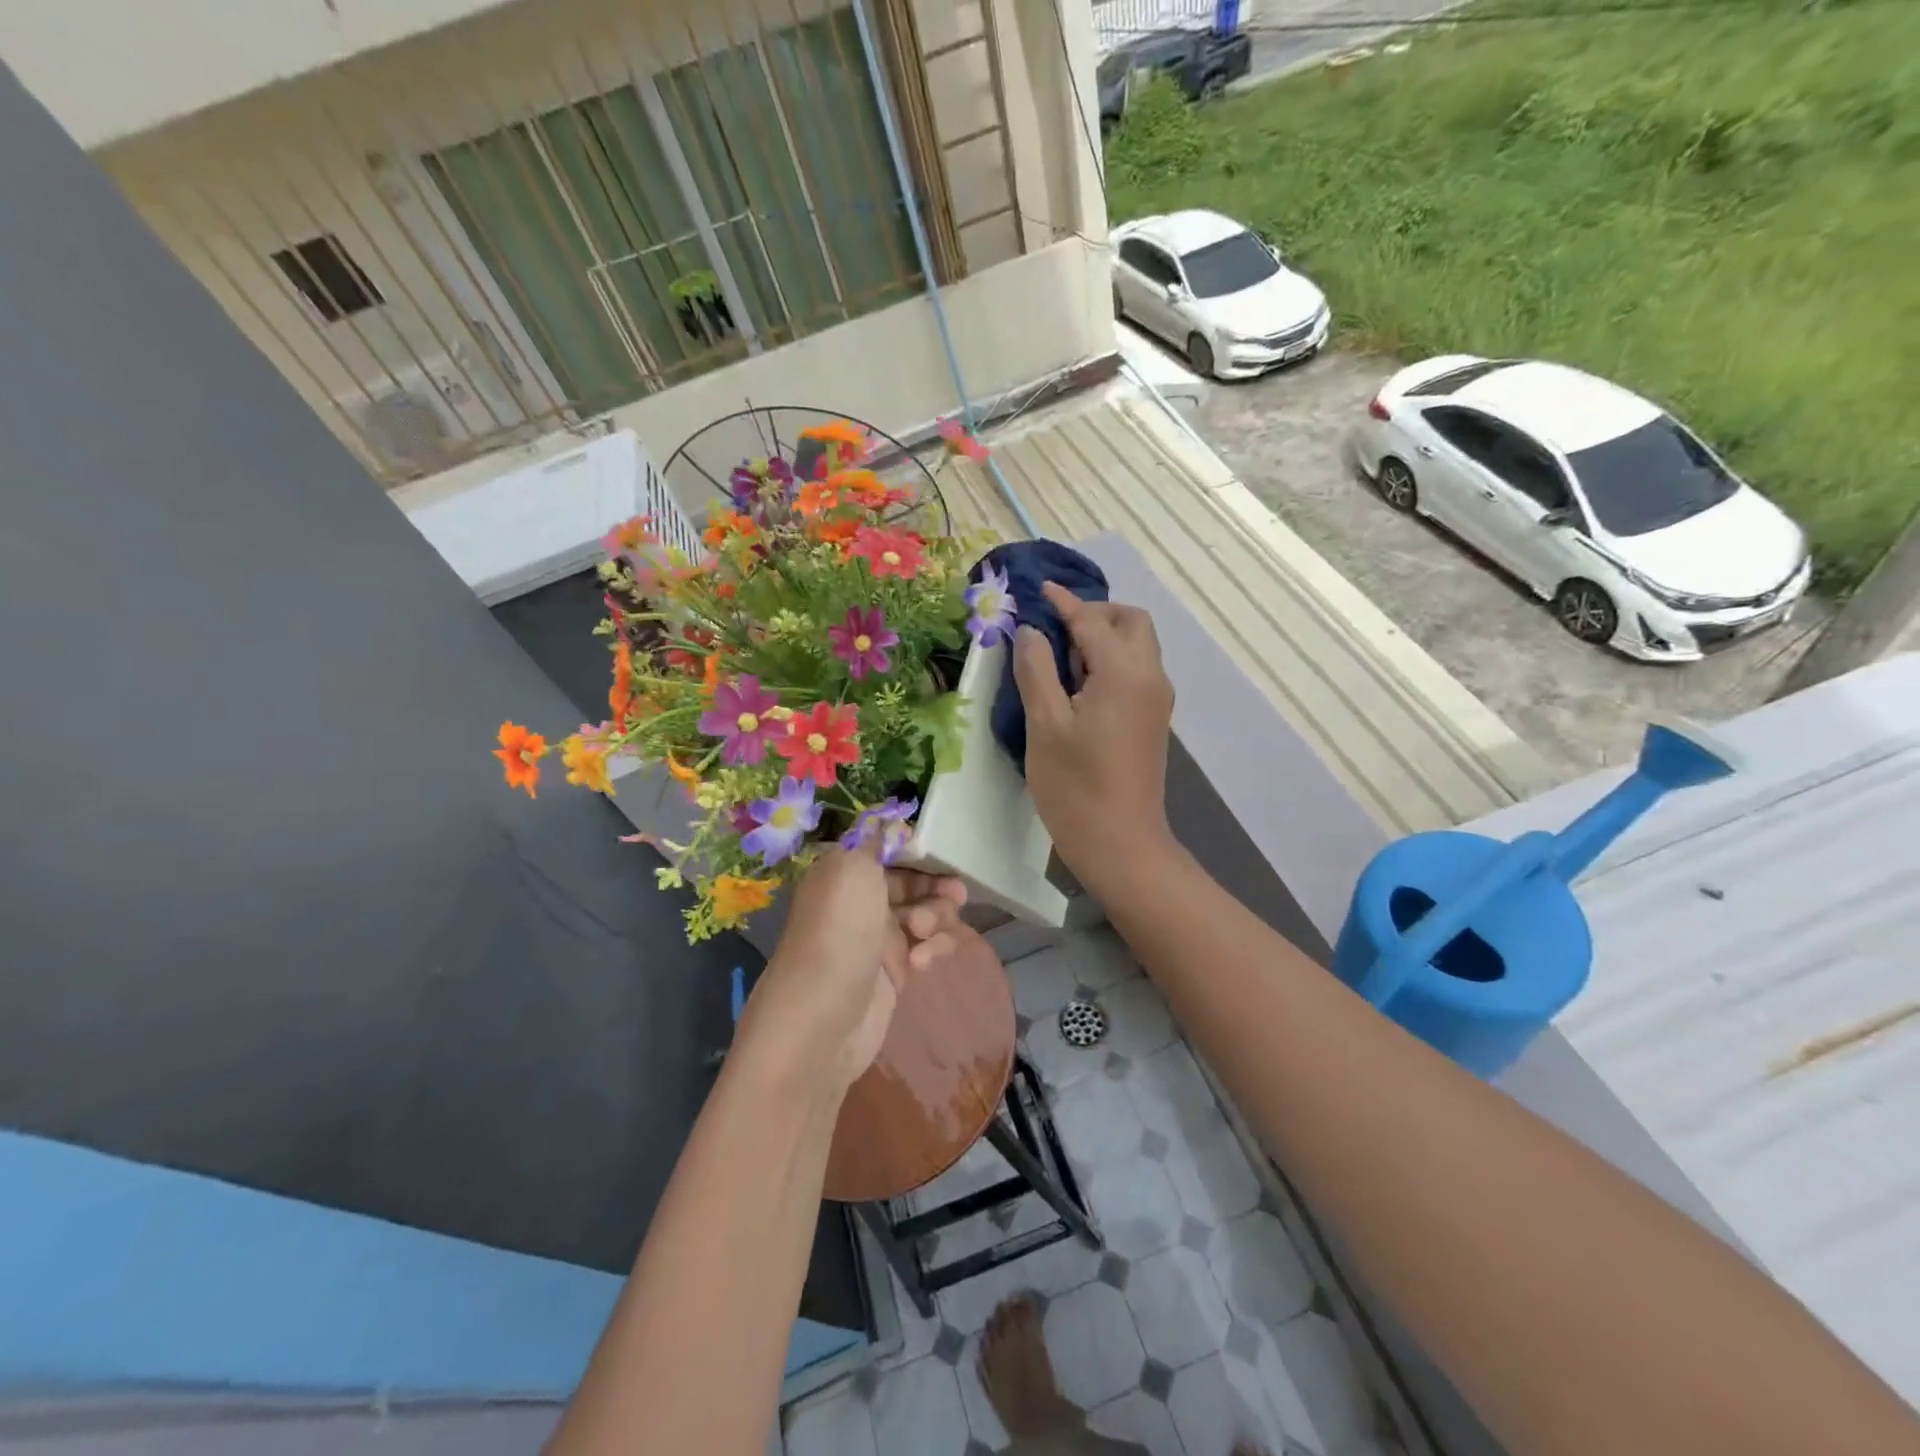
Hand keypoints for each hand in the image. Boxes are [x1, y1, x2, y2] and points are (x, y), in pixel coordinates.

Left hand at [734, 844, 967, 1098]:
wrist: (822, 1020)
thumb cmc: (839, 932)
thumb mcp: (851, 868)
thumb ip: (873, 840)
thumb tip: (884, 820)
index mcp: (844, 872)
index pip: (888, 849)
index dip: (918, 850)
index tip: (942, 854)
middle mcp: (861, 901)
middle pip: (914, 881)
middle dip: (936, 885)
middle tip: (954, 895)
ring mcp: (879, 938)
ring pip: (927, 913)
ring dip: (936, 918)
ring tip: (924, 933)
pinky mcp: (896, 972)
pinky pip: (928, 947)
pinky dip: (932, 950)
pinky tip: (920, 963)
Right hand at [1014, 582, 1176, 888]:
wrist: (1121, 843)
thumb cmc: (1075, 787)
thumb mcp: (1044, 725)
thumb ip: (1036, 670)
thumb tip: (1030, 631)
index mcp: (1124, 674)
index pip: (1092, 621)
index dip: (1063, 602)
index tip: (1038, 589)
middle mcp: (1150, 677)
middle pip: (1131, 622)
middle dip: (1094, 614)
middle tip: (1053, 628)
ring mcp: (1157, 700)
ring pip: (1137, 646)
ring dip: (1103, 637)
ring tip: (1060, 658)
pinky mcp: (1153, 719)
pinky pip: (1136, 670)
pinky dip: (1111, 660)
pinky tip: (1079, 684)